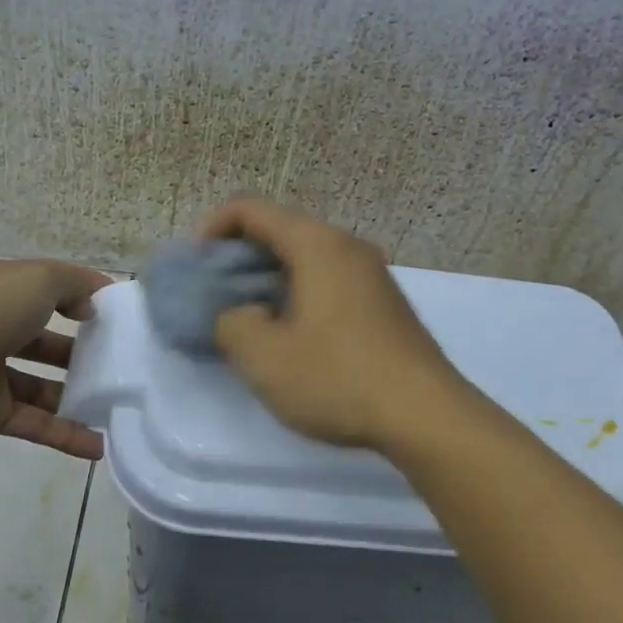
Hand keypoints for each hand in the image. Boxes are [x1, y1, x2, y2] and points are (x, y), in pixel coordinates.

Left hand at [0, 255, 111, 459]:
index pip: (44, 290)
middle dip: (79, 350)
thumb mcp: (37, 279)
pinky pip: (32, 423)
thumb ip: (73, 285)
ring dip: (75, 395)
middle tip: (120, 364)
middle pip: (42, 340)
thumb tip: (91, 306)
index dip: (79, 299)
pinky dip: (64, 435)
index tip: (115, 316)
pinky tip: (99, 446)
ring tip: (116, 405)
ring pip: (39, 385)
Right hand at [198, 196, 470, 451]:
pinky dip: (298, 291)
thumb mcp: (264, 357)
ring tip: (248, 317)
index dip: (211, 228)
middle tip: (215, 295)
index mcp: (316, 244)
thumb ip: (231, 324)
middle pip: (280, 229)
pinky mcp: (384, 302)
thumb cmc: (338, 378)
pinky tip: (292, 333)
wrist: (425, 414)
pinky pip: (329, 279)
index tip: (196, 268)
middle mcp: (347, 245)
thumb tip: (236, 315)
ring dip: (268, 277)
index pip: (249, 208)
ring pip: (306, 256)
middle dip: (238, 256)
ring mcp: (372, 273)